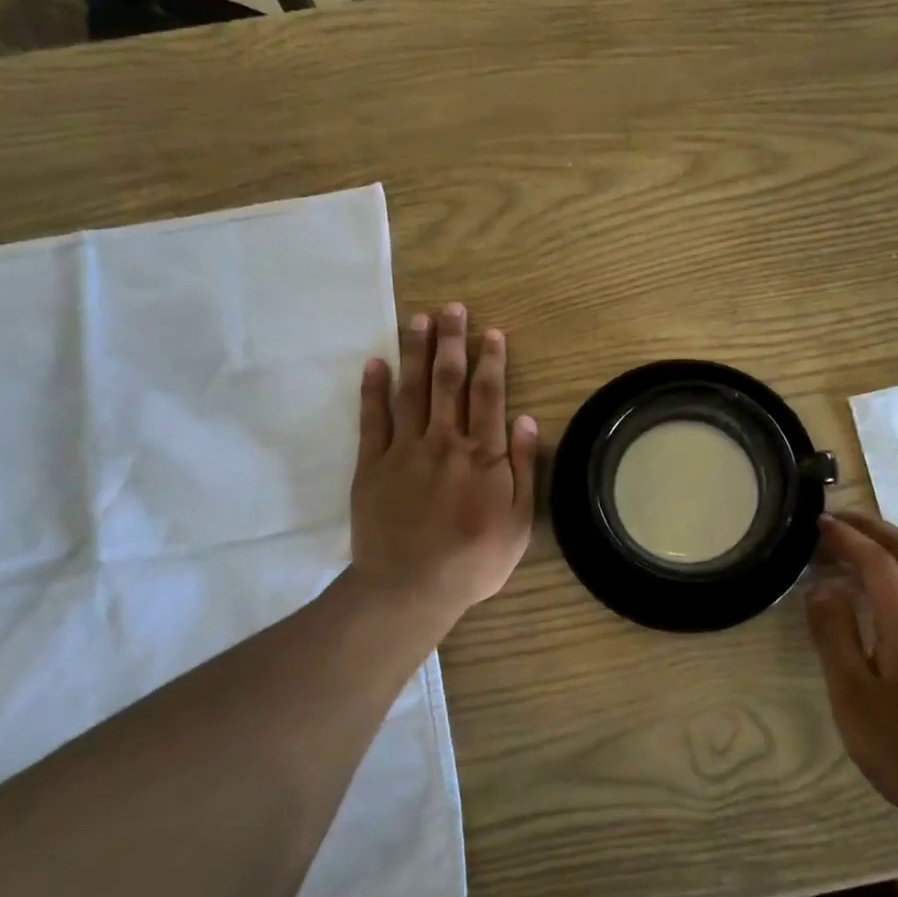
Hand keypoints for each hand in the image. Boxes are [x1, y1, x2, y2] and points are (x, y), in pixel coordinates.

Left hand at [349, 302, 536, 626]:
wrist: (410, 587)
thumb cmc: (474, 560)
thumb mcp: (518, 522)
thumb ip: (521, 468)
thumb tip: (525, 420)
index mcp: (481, 455)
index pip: (488, 395)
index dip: (491, 361)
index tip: (492, 332)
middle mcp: (444, 441)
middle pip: (448, 382)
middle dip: (451, 342)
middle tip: (452, 309)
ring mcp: (404, 451)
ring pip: (411, 391)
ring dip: (415, 352)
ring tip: (418, 320)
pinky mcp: (372, 466)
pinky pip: (372, 420)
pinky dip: (373, 390)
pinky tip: (375, 363)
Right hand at [805, 511, 897, 838]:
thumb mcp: (854, 696)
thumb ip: (835, 635)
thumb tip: (821, 589)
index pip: (878, 559)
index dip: (846, 536)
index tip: (818, 522)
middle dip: (872, 527)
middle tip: (835, 520)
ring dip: (888, 549)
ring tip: (850, 551)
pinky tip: (879, 593)